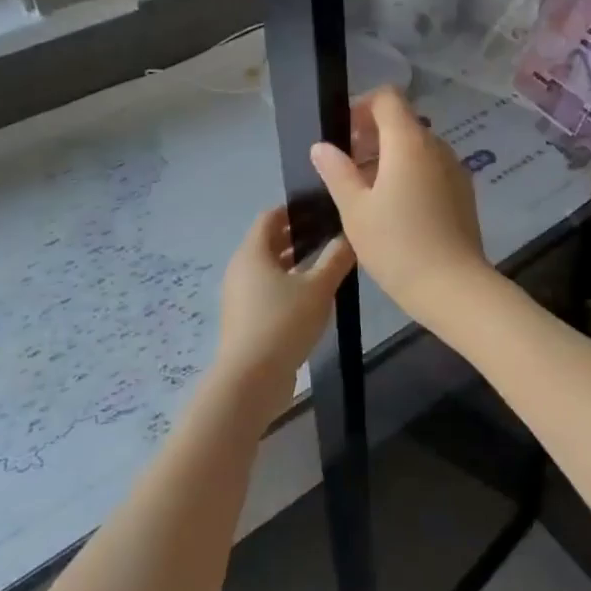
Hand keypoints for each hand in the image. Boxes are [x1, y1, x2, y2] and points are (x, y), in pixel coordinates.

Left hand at [215, 207, 354, 407]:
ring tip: (328, 266)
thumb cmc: (283, 323)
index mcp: (253, 253)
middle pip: (269, 242)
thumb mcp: (318, 288)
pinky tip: (314, 298)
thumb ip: (336, 259)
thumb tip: (349, 235)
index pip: (270, 217)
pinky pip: (268, 292)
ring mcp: (241, 297)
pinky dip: (289, 286)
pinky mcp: (246, 320)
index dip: (295, 210)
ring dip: (295, 264)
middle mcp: (241, 269)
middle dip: (298, 237)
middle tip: (331, 236)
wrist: (251, 379)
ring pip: (270, 269)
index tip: (323, 210)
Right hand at [309, 88, 493, 326]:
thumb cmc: (397, 245)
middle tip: (346, 168)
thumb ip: (337, 171)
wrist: (453, 287)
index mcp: (409, 142)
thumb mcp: (355, 209)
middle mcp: (437, 147)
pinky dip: (410, 174)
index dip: (361, 107)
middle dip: (371, 136)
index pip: (387, 98)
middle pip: (403, 123)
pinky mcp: (463, 192)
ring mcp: (455, 169)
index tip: (342, 135)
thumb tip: (322, 146)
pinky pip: (432, 169)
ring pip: (417, 148)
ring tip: (366, 193)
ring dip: (390, 158)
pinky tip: (395, 210)